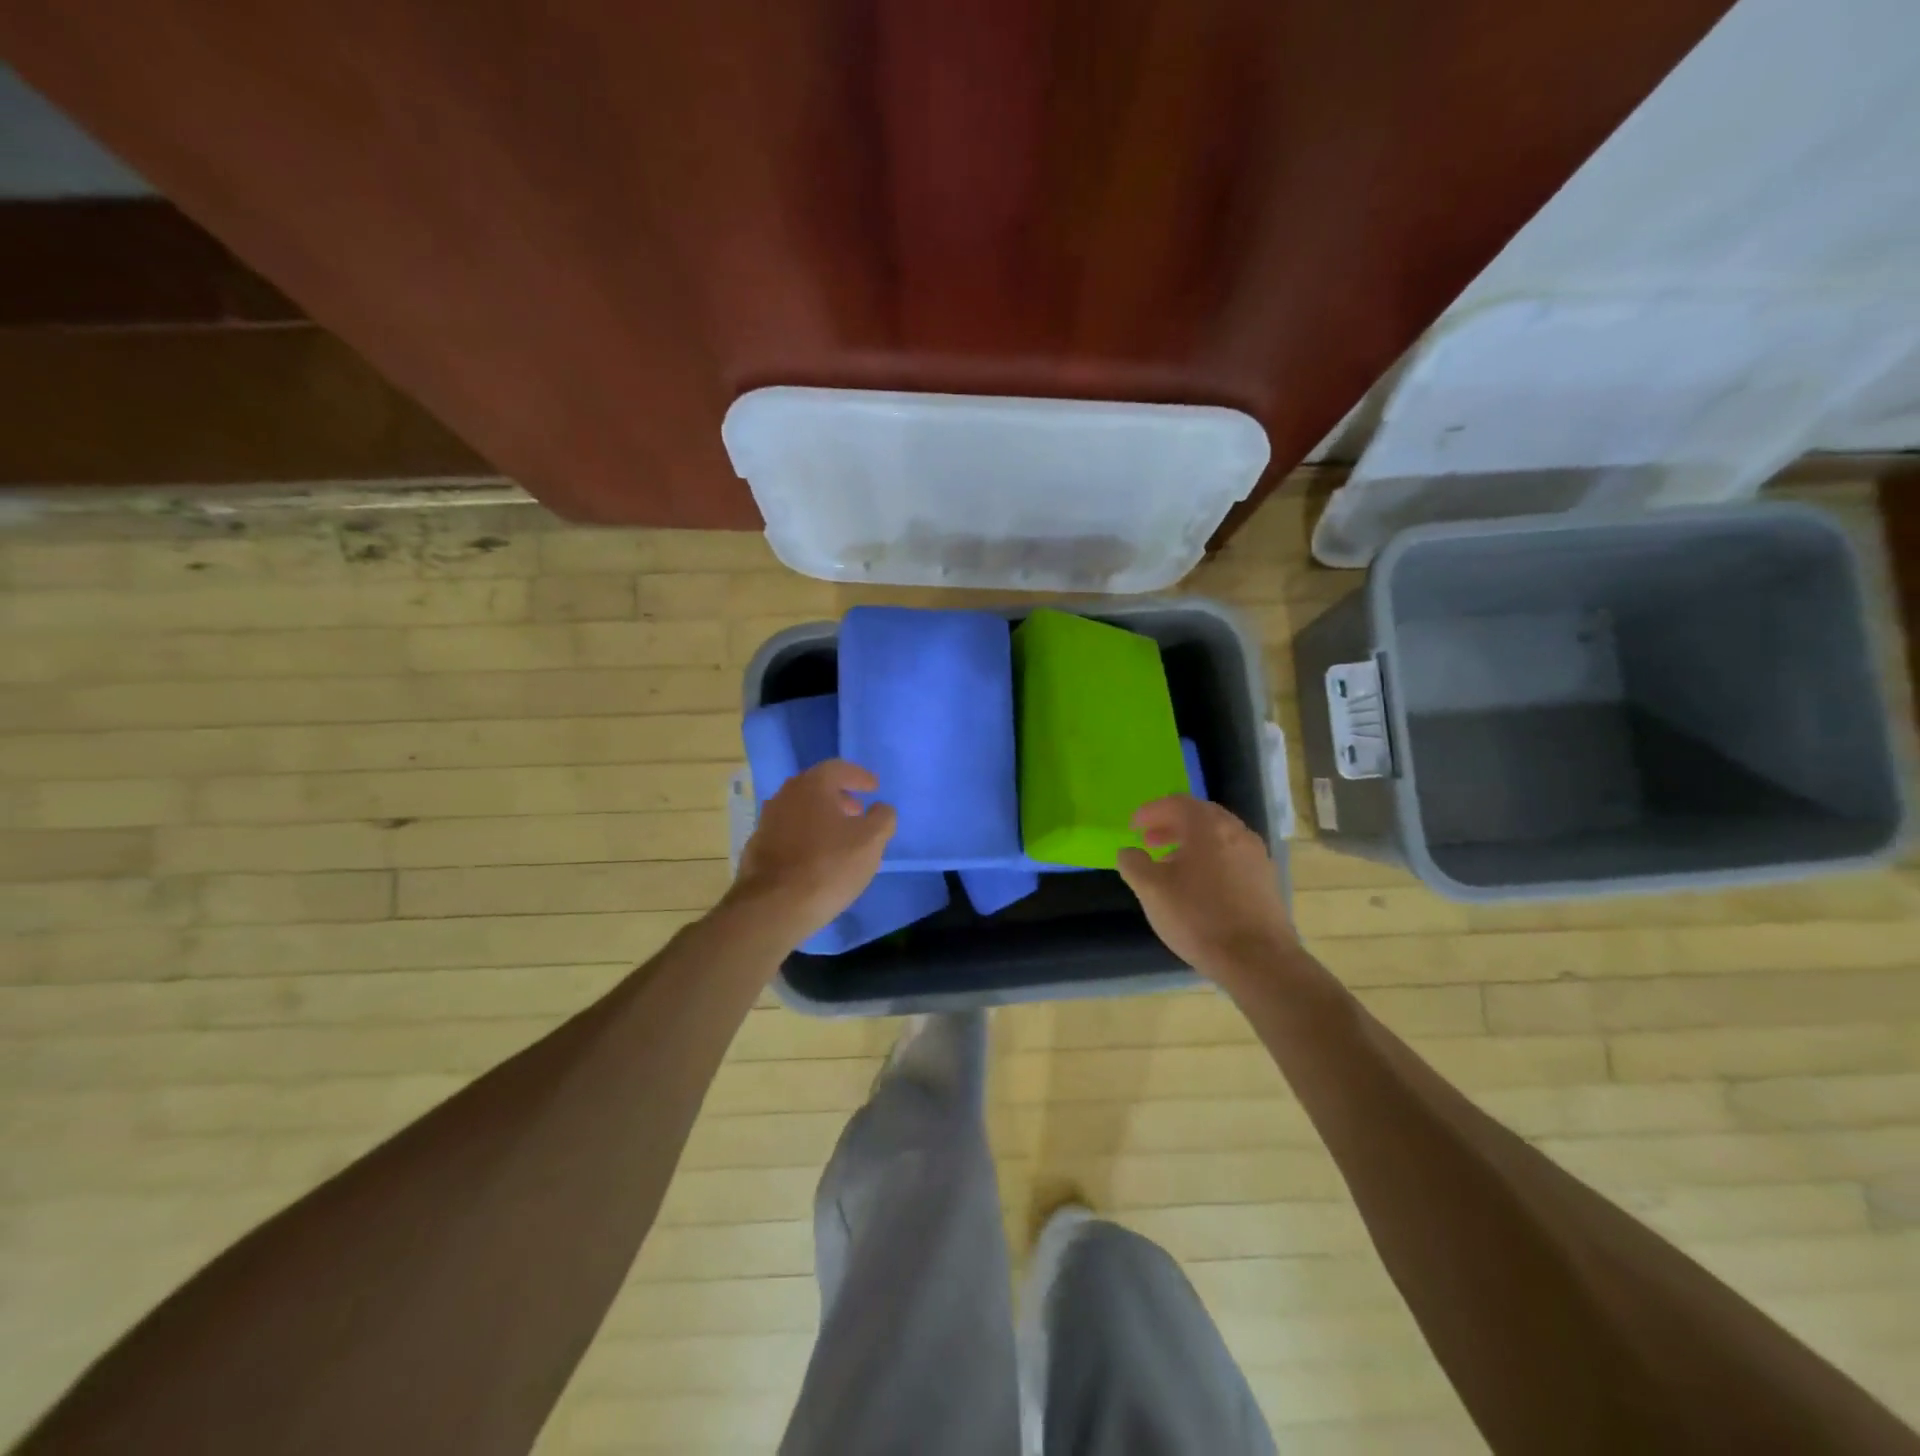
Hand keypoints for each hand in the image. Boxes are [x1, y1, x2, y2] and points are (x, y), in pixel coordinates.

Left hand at [726, 760, 896, 944]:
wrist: (773, 907)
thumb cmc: (828, 866)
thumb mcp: (871, 841)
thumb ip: (882, 818)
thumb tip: (880, 808)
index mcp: (812, 785)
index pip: (839, 768)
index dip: (860, 776)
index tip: (874, 787)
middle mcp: (785, 795)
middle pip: (817, 787)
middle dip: (840, 797)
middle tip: (858, 811)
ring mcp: (767, 821)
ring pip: (801, 810)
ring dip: (823, 817)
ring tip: (840, 837)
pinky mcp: (758, 848)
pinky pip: (789, 832)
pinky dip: (807, 836)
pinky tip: (817, 857)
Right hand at [1117, 795, 1294, 979]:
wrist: (1258, 960)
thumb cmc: (1198, 918)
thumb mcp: (1151, 890)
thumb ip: (1134, 864)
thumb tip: (1129, 852)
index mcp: (1208, 827)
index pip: (1177, 802)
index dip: (1151, 811)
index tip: (1133, 826)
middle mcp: (1237, 832)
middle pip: (1200, 816)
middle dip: (1171, 824)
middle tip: (1149, 840)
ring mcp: (1256, 856)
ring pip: (1218, 837)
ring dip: (1190, 843)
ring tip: (1169, 864)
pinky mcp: (1266, 880)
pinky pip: (1231, 856)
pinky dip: (1209, 859)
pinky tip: (1197, 886)